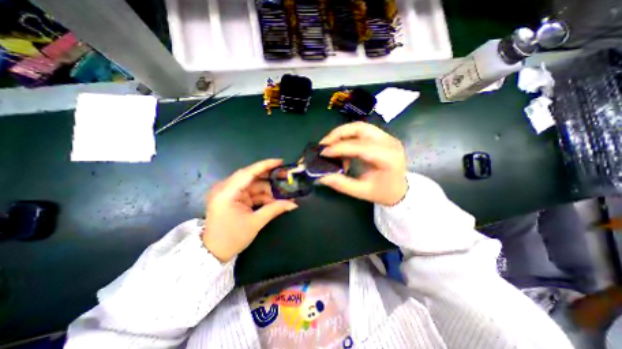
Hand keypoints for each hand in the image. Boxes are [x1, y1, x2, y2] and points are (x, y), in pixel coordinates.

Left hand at [200, 158, 295, 260]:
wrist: (213, 252)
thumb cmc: (231, 238)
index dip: (265, 165)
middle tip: (286, 177)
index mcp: (226, 193)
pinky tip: (275, 200)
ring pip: (253, 185)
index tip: (280, 162)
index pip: (248, 173)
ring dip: (268, 189)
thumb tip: (293, 204)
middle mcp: (225, 188)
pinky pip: (251, 192)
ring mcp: (229, 193)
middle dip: (270, 177)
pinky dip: (263, 196)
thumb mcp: (255, 223)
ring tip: (284, 192)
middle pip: (251, 176)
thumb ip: (275, 209)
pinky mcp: (233, 197)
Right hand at [316, 121, 408, 205]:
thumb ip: (342, 184)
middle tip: (324, 143)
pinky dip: (348, 135)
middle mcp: (389, 143)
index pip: (360, 146)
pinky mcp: (383, 137)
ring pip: (360, 126)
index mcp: (387, 158)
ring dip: (342, 132)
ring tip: (329, 142)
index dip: (339, 148)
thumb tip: (322, 177)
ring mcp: (387, 137)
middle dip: (338, 134)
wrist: (400, 189)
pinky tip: (340, 144)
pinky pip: (362, 130)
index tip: (323, 153)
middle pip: (360, 129)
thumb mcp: (362, 192)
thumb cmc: (383, 192)